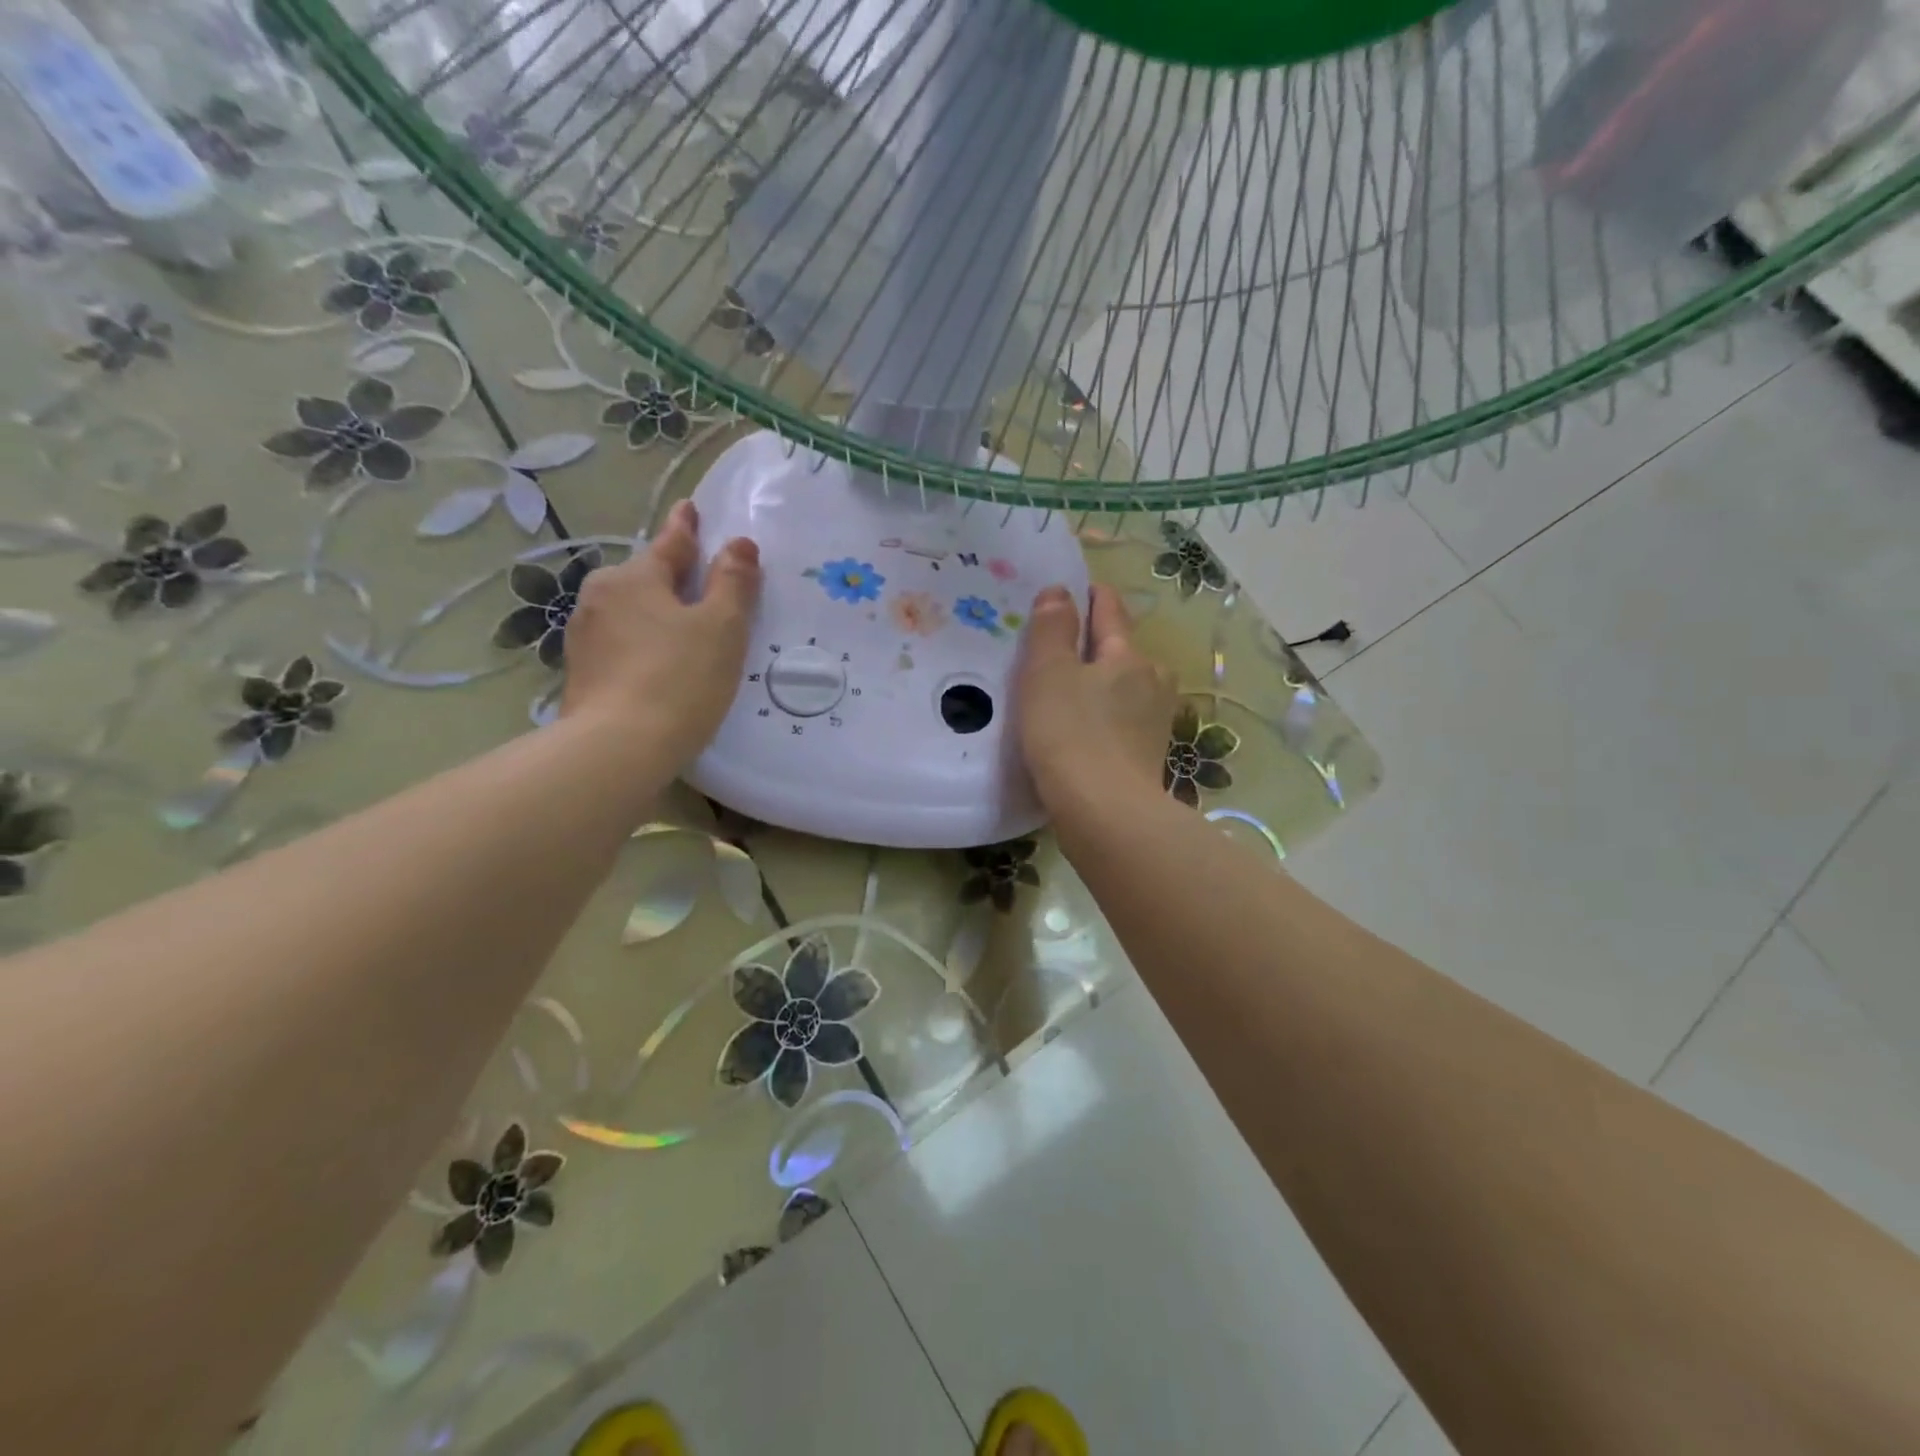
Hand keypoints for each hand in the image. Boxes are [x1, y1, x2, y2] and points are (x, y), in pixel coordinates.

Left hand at [560, 499, 760, 769]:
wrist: (618, 749)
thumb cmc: (679, 679)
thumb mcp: (722, 627)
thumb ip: (733, 582)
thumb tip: (740, 544)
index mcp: (634, 578)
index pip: (670, 544)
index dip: (686, 527)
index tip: (689, 507)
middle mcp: (601, 598)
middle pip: (647, 579)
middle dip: (672, 578)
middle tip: (702, 586)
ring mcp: (585, 637)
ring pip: (632, 613)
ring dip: (657, 615)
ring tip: (684, 631)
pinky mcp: (582, 674)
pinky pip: (622, 644)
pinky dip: (644, 645)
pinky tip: (660, 665)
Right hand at [1016, 583, 1176, 817]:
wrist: (1105, 815)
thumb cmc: (1070, 735)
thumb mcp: (1048, 673)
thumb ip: (1052, 628)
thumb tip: (1060, 592)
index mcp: (1128, 654)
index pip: (1110, 608)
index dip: (1088, 595)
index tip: (1067, 591)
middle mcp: (1152, 680)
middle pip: (1118, 650)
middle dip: (1089, 647)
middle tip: (1050, 654)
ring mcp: (1154, 721)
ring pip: (1120, 688)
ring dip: (1095, 686)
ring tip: (1061, 696)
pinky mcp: (1147, 756)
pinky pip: (1119, 721)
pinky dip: (1100, 718)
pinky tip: (1078, 732)